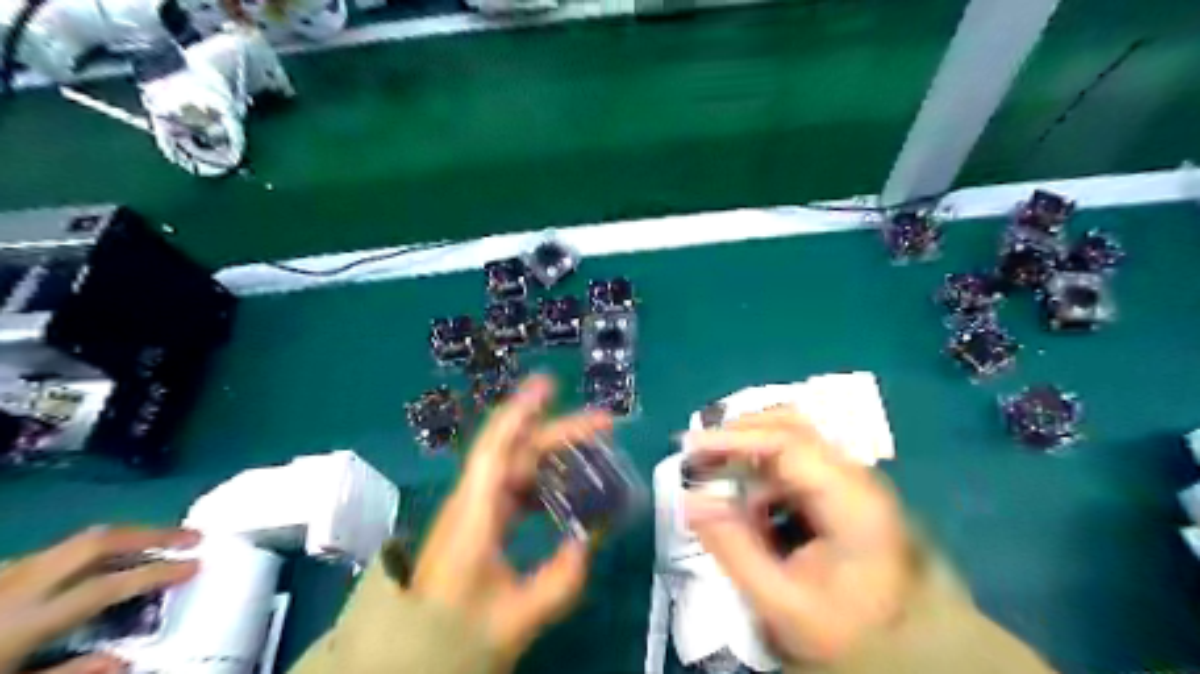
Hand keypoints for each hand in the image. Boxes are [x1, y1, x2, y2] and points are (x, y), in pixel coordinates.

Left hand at [1, 527, 199, 673]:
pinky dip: (82, 556)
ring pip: (72, 543)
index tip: (198, 565)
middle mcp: (16, 585)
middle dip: (151, 534)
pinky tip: (89, 570)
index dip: (159, 572)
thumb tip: (128, 660)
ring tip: (153, 547)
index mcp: (26, 617)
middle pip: (98, 541)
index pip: (111, 584)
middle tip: (191, 536)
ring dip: (121, 541)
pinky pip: (45, 557)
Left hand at [414, 380, 612, 669]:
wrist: (410, 657)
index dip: (521, 411)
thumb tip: (588, 541)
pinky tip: (565, 489)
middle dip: (561, 432)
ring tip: (593, 450)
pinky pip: (513, 488)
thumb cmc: (455, 634)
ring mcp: (473, 511)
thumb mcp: (518, 616)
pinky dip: (542, 480)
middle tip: (605, 424)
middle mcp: (472, 501)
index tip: (549, 384)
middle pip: (517, 451)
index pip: (497, 448)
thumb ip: (561, 580)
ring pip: (516, 466)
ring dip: (553, 453)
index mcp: (475, 514)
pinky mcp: (477, 523)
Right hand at [684, 410, 910, 662]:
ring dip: (749, 445)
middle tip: (696, 451)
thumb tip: (690, 501)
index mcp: (852, 502)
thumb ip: (734, 550)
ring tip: (713, 467)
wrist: (905, 649)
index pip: (788, 444)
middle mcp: (855, 477)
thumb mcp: (782, 602)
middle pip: (793, 426)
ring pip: (794, 436)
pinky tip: (746, 495)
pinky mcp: (842, 487)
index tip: (690, 445)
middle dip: (739, 432)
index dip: (735, 438)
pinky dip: (763, 466)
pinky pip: (796, 459)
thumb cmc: (847, 629)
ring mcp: (850, 479)